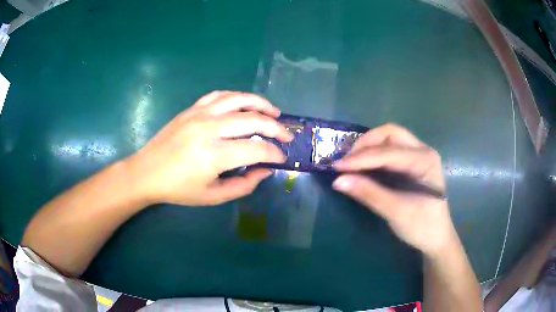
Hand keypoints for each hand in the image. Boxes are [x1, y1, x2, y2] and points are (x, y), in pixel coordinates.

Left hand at [126, 91, 292, 205]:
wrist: (147, 172)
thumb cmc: (178, 189)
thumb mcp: (212, 196)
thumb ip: (243, 185)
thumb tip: (265, 170)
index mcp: (214, 155)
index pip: (257, 149)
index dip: (274, 154)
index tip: (281, 158)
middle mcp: (210, 129)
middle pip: (254, 120)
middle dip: (276, 128)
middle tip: (286, 136)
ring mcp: (200, 114)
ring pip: (239, 99)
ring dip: (261, 104)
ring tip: (274, 112)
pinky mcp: (192, 108)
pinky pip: (220, 95)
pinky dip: (237, 97)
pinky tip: (245, 104)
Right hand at [333, 124, 457, 256]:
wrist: (437, 238)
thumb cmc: (422, 227)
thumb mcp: (396, 212)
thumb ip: (369, 194)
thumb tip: (338, 181)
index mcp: (425, 161)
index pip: (389, 152)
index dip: (362, 158)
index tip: (338, 167)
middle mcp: (423, 151)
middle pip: (391, 133)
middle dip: (366, 144)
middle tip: (347, 161)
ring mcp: (419, 155)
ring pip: (390, 138)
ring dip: (369, 147)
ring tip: (351, 162)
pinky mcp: (413, 163)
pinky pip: (391, 149)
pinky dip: (374, 154)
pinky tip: (363, 165)